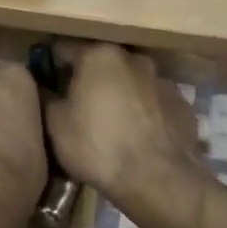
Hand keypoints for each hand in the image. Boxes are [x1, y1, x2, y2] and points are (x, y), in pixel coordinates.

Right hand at [43, 41, 202, 204]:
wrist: (157, 179)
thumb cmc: (98, 146)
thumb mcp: (55, 125)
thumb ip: (46, 97)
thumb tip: (43, 87)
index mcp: (99, 55)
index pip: (63, 48)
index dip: (50, 66)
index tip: (45, 84)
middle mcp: (133, 58)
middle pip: (101, 63)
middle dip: (88, 80)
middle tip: (77, 107)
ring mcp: (162, 80)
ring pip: (130, 82)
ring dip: (118, 95)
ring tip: (110, 125)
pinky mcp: (182, 104)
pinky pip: (153, 103)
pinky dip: (143, 113)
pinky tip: (137, 137)